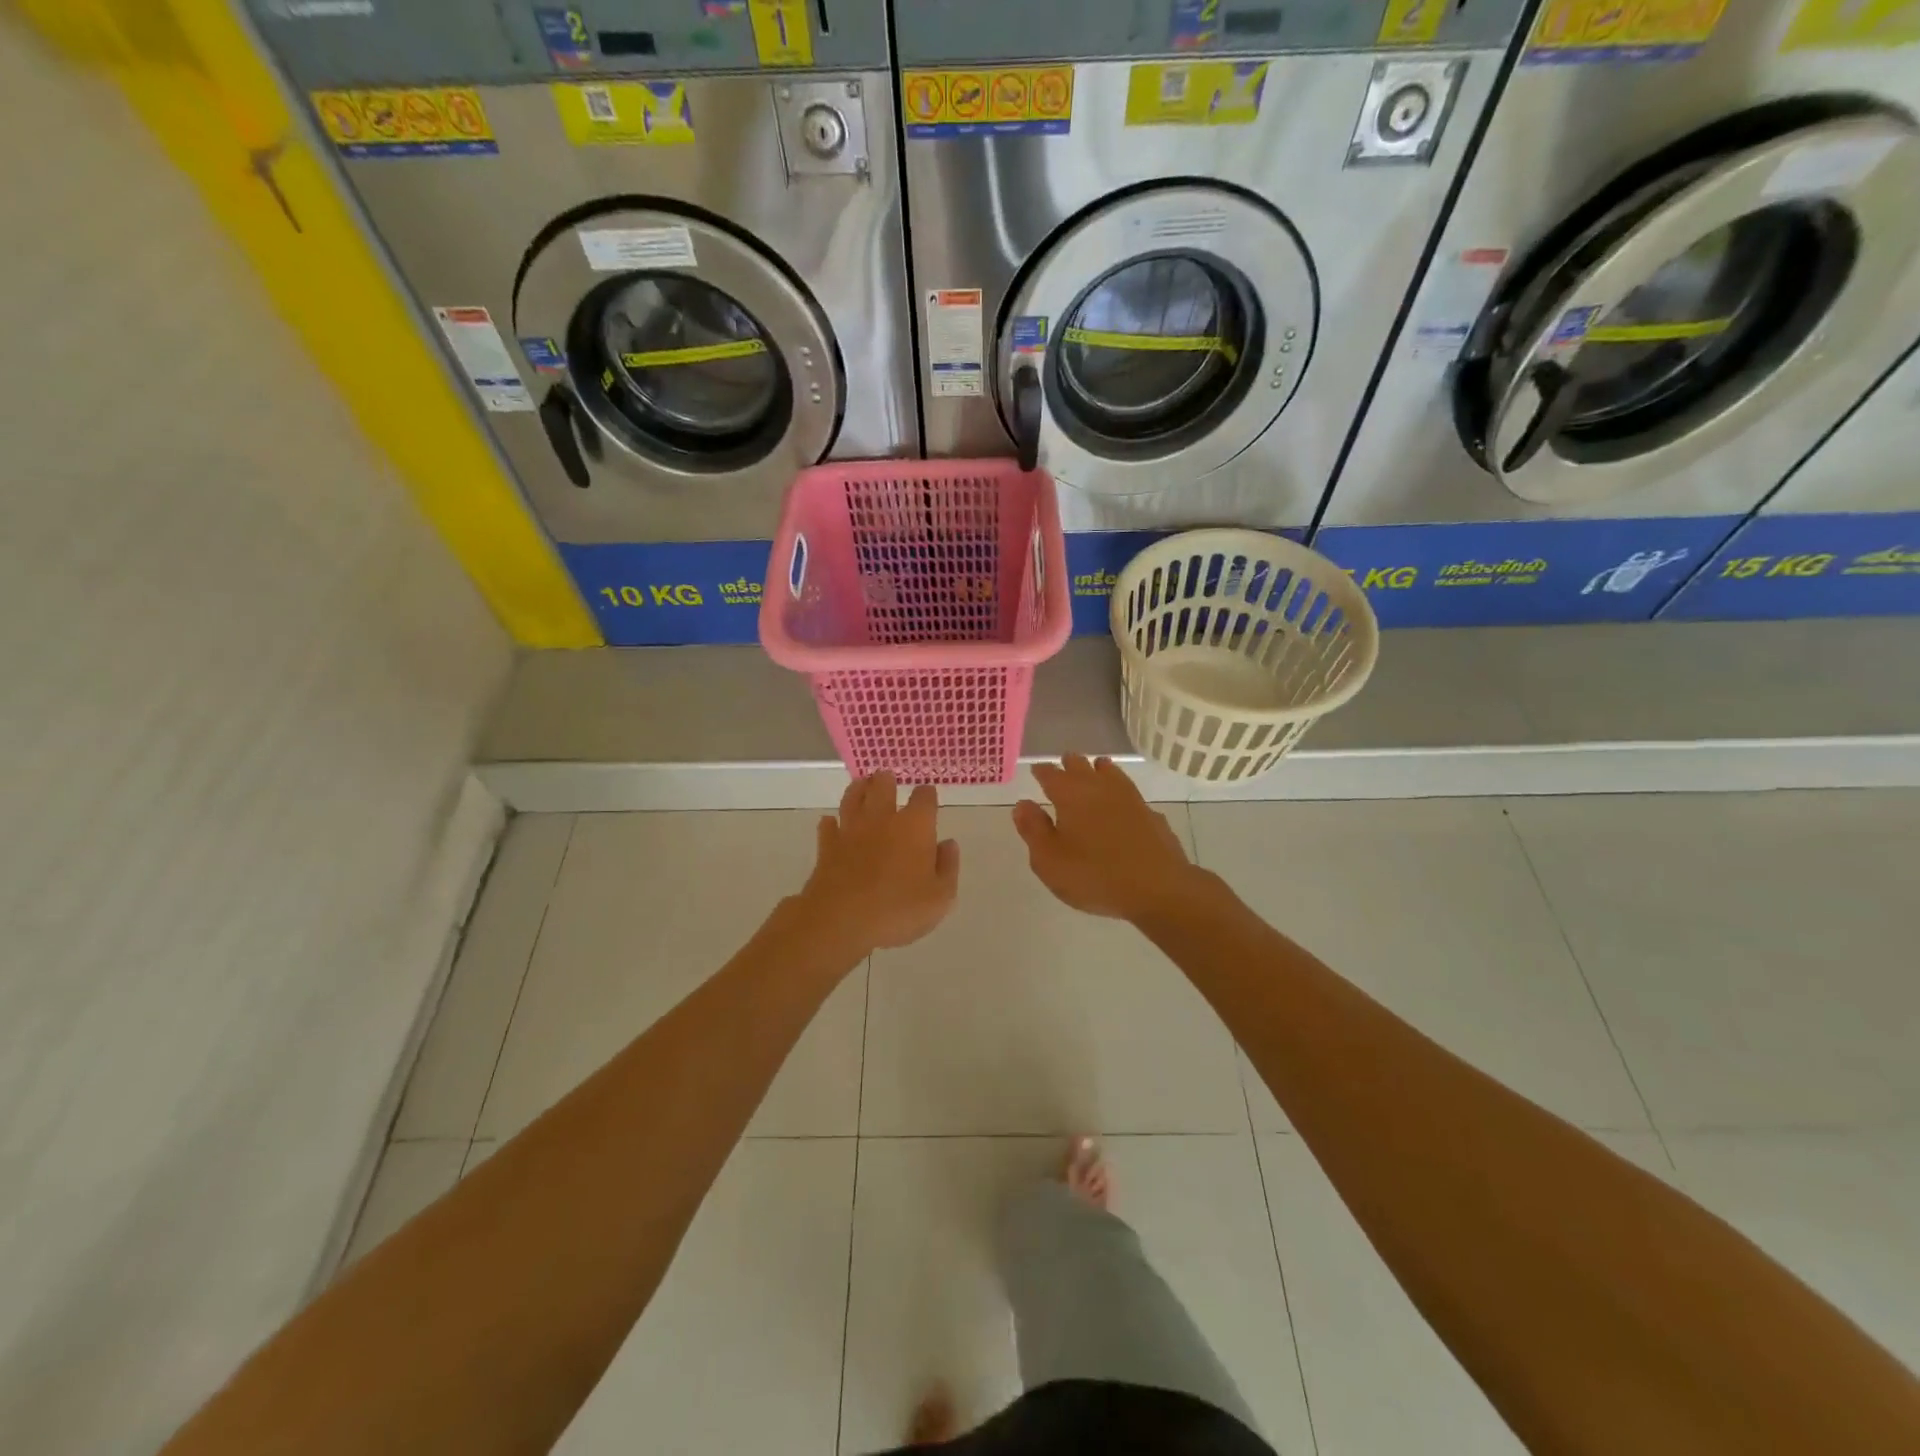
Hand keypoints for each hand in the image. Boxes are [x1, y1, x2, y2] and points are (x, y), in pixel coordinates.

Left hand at [795, 773, 958, 959]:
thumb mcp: (940, 897)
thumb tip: (947, 844)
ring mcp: (851, 830)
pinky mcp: (827, 846)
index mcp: (915, 826)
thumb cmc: (898, 909)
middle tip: (887, 779)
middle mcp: (882, 819)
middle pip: (883, 786)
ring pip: (852, 798)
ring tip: (861, 785)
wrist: (841, 919)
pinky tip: (831, 823)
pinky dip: (830, 823)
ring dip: (858, 790)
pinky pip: (828, 826)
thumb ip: (947, 867)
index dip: (927, 795)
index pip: (924, 798)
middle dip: (886, 781)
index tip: (928, 797)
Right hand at [1014, 757, 1201, 921]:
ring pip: (1110, 773)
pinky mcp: (1150, 814)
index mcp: (1070, 795)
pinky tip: (1123, 803)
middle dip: (1070, 764)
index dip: (1041, 771)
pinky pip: (1130, 794)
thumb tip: (1023, 804)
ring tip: (1095, 769)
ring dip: (1099, 769)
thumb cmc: (1094, 875)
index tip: (1037, 770)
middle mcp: (1099, 788)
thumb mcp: (1049, 860)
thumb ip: (1033, 830)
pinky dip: (1121, 792)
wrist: (1158, 888)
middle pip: (1082, 766)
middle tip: (1064, 763)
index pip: (1050, 774)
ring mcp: (1130, 798)